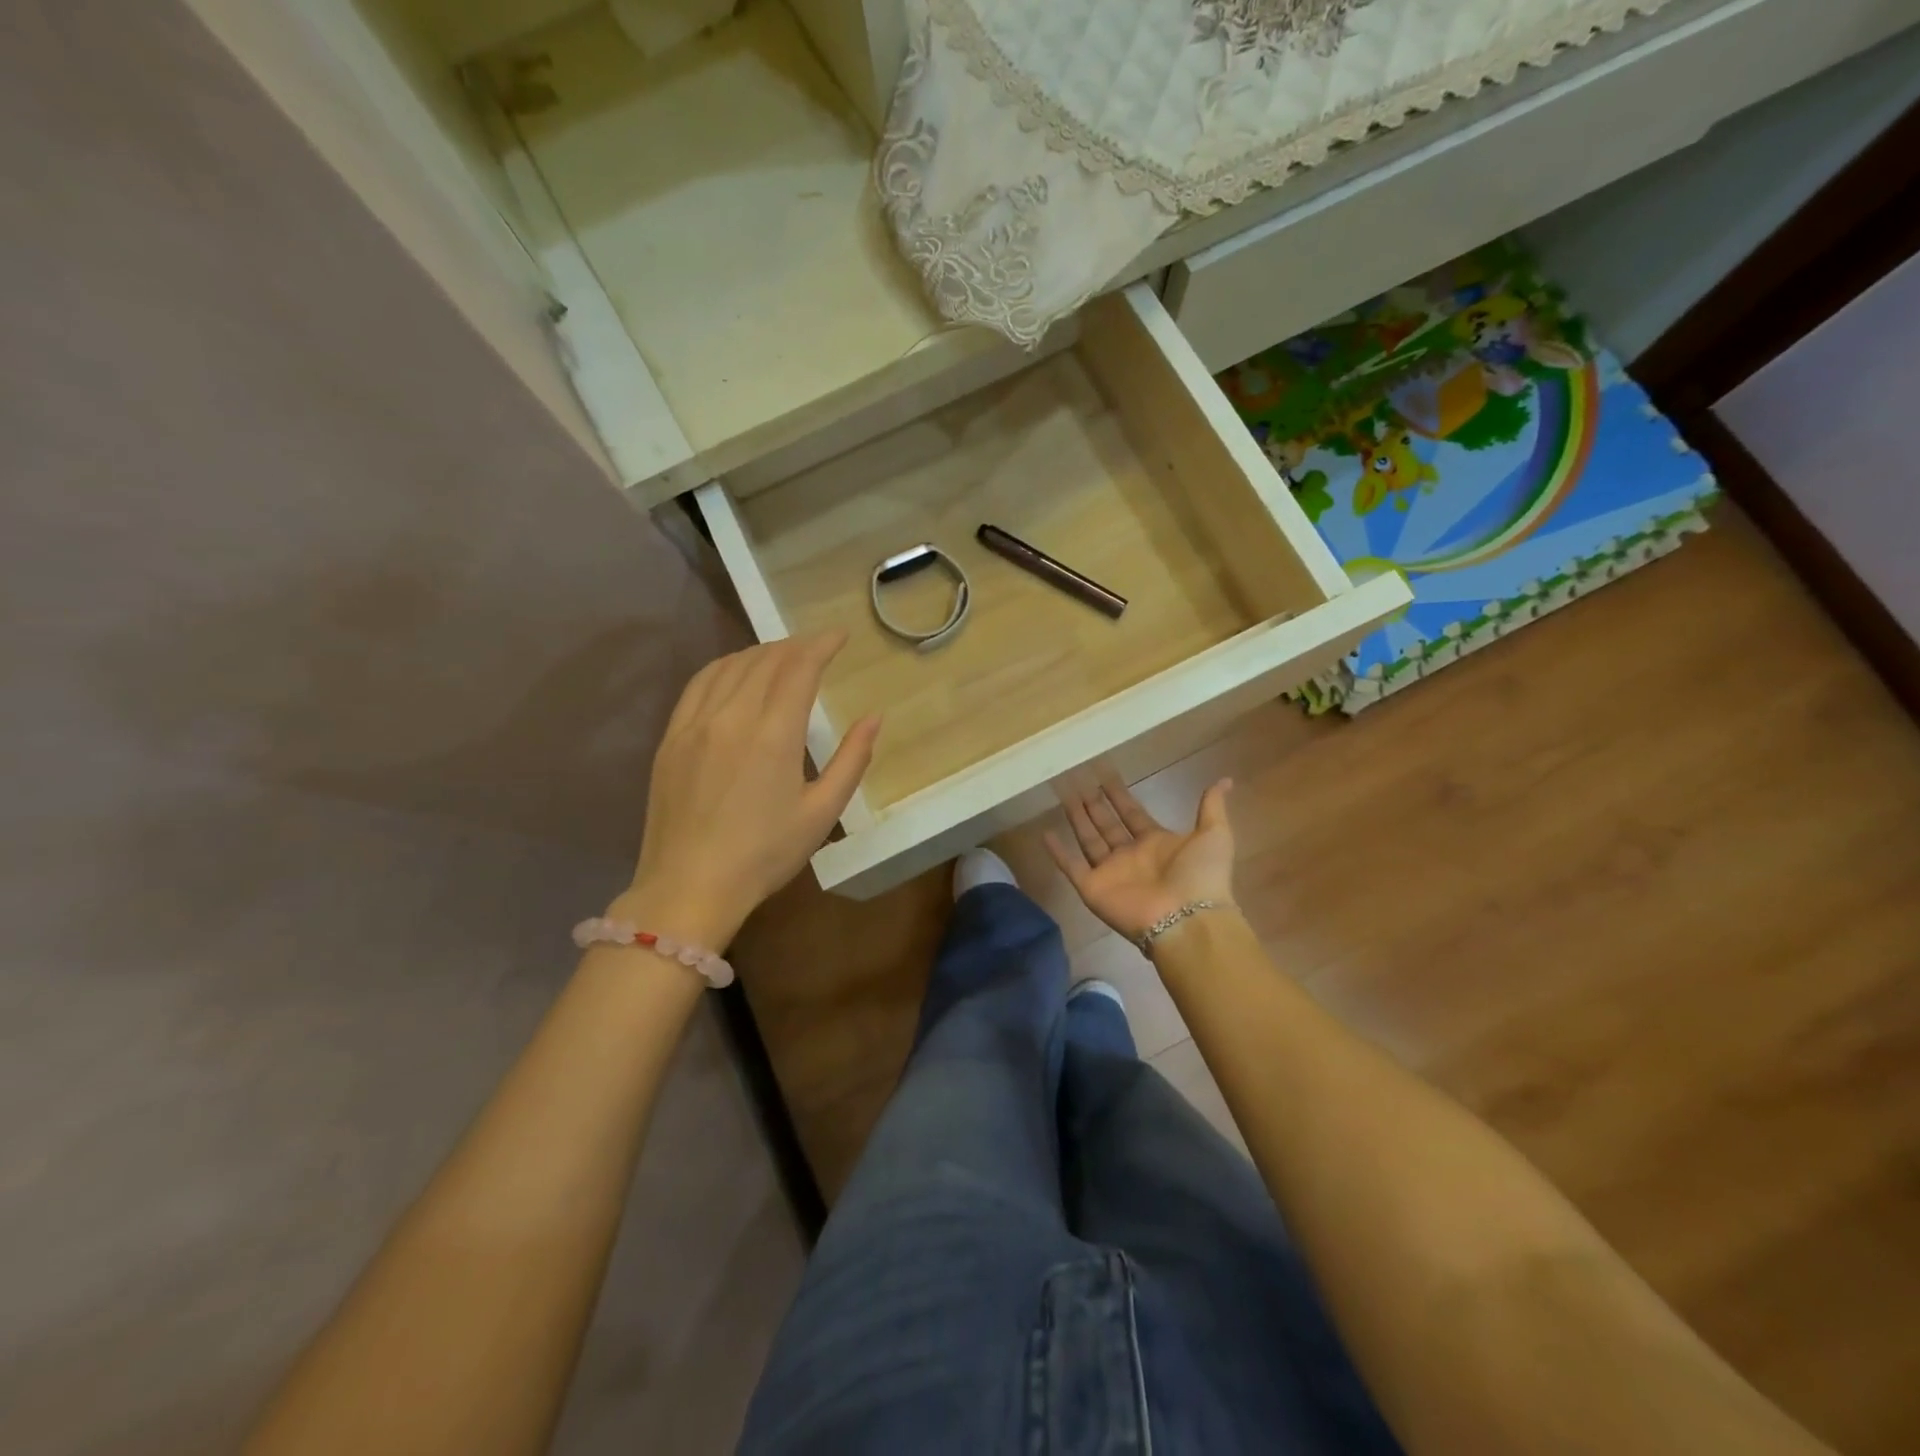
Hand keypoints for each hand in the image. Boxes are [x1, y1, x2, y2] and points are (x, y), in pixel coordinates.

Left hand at [618, 633, 878, 947]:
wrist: (689, 887)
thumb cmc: (764, 855)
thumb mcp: (821, 813)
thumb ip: (851, 760)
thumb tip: (874, 717)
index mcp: (773, 734)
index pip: (799, 667)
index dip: (822, 645)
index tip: (840, 636)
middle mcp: (732, 716)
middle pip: (765, 659)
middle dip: (796, 646)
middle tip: (817, 647)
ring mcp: (695, 723)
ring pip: (730, 666)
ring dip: (761, 652)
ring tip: (781, 655)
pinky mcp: (671, 737)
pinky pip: (699, 683)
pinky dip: (724, 667)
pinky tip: (735, 672)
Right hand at [1046, 776, 1235, 942]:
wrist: (1188, 918)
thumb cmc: (1201, 875)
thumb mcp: (1215, 834)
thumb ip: (1211, 807)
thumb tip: (1225, 779)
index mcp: (1156, 843)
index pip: (1132, 814)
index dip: (1119, 796)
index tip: (1105, 776)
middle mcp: (1130, 856)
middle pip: (1107, 825)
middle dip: (1094, 804)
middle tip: (1078, 781)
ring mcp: (1110, 872)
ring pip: (1088, 840)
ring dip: (1076, 819)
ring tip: (1063, 796)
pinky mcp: (1093, 888)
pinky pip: (1071, 867)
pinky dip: (1058, 853)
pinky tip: (1045, 834)